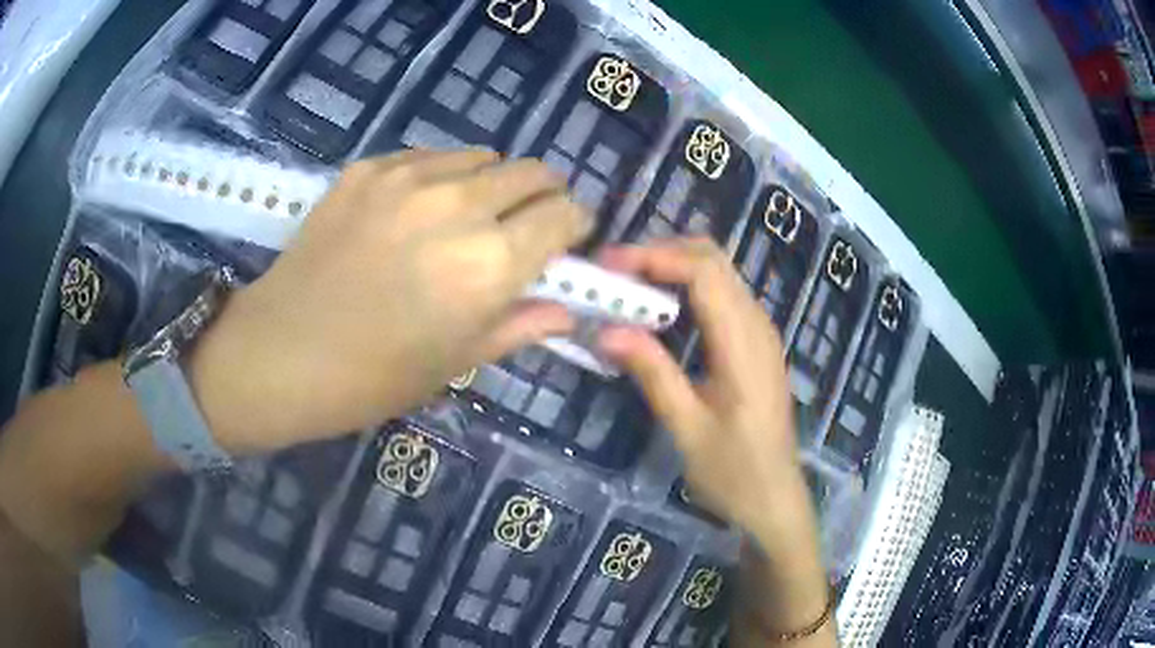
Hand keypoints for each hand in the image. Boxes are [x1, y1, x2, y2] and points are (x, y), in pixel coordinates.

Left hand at [190, 150, 590, 451]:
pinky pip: (431, 157)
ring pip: (483, 157)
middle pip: (532, 172)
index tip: (566, 241)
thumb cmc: (373, 377)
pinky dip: (444, 177)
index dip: (575, 226)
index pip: (564, 215)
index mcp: (491, 263)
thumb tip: (564, 307)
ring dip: (492, 183)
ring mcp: (410, 178)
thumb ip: (520, 325)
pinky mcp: (371, 169)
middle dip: (543, 196)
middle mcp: (460, 205)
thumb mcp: (456, 362)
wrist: (280, 353)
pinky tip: (418, 211)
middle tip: (524, 227)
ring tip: (467, 217)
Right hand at [597, 238, 801, 537]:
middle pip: (714, 260)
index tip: (608, 264)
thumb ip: (652, 373)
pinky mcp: (755, 345)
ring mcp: (760, 333)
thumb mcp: (687, 428)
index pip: (704, 272)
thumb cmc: (734, 472)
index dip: (655, 257)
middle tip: (613, 272)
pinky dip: (687, 289)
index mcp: (743, 344)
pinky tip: (658, 311)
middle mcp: (757, 325)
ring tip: (627, 286)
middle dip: (662, 253)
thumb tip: (606, 330)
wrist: (775, 500)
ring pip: (719, 274)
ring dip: (673, 268)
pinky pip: (722, 297)